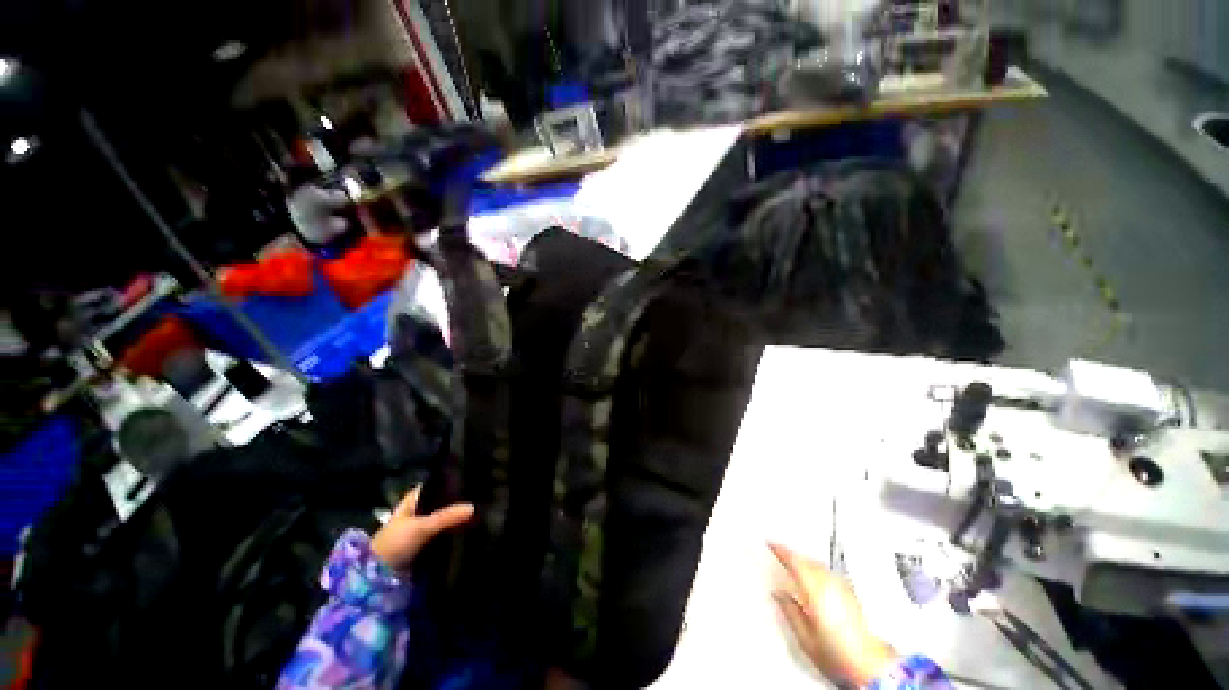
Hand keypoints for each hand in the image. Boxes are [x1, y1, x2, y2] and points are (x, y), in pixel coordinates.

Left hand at [371, 487, 474, 572]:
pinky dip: (453, 532)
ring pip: (444, 518)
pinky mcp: (425, 544)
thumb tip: (473, 507)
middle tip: (479, 498)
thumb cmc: (395, 543)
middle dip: (457, 501)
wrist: (377, 577)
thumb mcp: (422, 527)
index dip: (451, 481)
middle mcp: (418, 510)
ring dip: (456, 518)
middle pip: (442, 501)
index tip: (471, 480)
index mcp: (413, 500)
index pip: (436, 484)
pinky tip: (468, 530)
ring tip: (479, 512)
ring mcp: (421, 528)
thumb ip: (446, 517)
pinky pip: (443, 533)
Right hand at [770, 543, 896, 685]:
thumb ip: (790, 612)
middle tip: (781, 555)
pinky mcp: (852, 596)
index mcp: (816, 590)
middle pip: (808, 561)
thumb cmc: (841, 657)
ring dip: (806, 562)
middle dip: (794, 556)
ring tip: (796, 566)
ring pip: (820, 566)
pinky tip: (815, 579)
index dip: (781, 550)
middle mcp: (831, 585)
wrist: (872, 668)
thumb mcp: (806, 638)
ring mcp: (844, 589)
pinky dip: (818, 571)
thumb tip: (779, 596)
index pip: (795, 561)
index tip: (771, 544)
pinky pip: (830, 574)